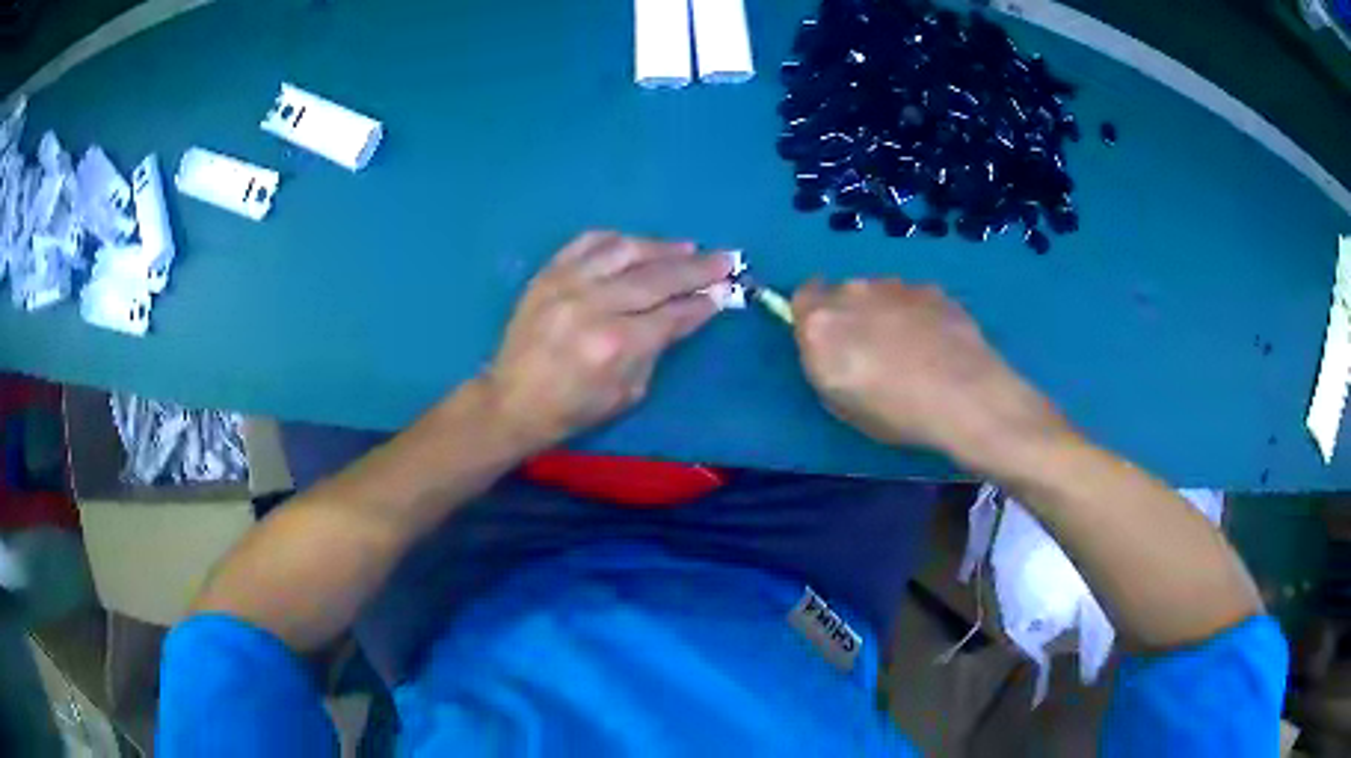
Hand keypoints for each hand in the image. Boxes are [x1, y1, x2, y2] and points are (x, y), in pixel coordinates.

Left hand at [485, 231, 733, 450]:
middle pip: (656, 277)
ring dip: (662, 247)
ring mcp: (567, 284)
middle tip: (725, 258)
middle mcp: (593, 305)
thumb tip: (685, 312)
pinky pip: (587, 242)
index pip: (672, 314)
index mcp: (615, 344)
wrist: (511, 400)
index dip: (703, 301)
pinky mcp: (547, 274)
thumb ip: (657, 348)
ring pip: (625, 251)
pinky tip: (637, 243)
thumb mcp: (628, 393)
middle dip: (697, 268)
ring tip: (688, 247)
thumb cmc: (572, 408)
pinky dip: (618, 239)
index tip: (727, 289)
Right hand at [792, 279, 1069, 469]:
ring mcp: (897, 286)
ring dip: (884, 312)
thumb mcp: (840, 403)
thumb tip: (829, 345)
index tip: (828, 341)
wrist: (966, 396)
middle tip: (870, 351)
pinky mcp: (932, 289)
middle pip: (842, 292)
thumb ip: (823, 362)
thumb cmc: (896, 412)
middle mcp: (854, 292)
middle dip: (850, 314)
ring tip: (910, 351)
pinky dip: (916, 315)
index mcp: (822, 322)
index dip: (812, 317)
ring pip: (878, 293)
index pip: (802, 297)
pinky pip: (911, 298)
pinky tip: (936, 346)